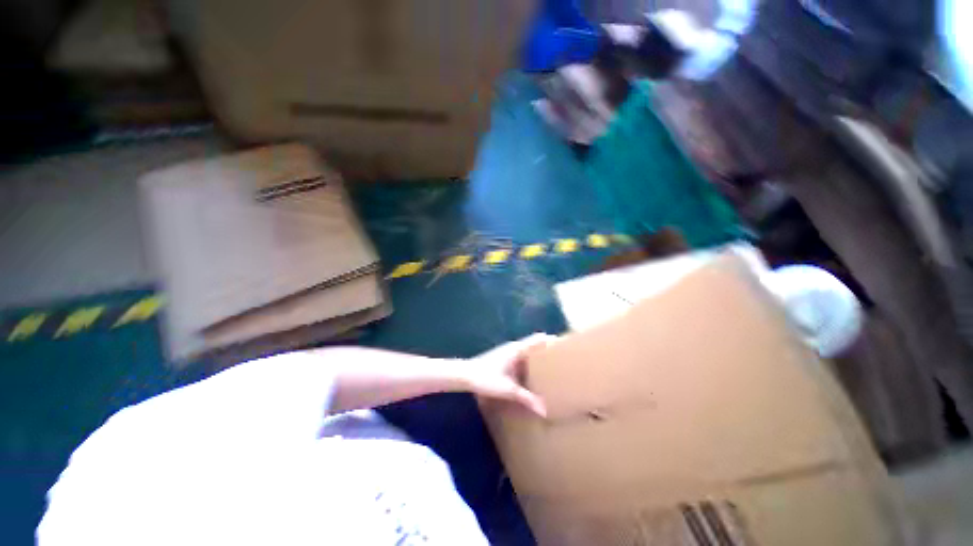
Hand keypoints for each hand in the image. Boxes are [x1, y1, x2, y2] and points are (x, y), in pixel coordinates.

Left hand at [464, 333, 555, 416]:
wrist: (465, 375)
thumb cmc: (486, 378)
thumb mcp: (507, 389)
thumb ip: (526, 398)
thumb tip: (545, 410)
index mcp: (518, 349)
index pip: (538, 339)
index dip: (552, 340)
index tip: (566, 346)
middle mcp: (515, 347)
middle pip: (535, 344)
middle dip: (548, 350)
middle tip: (563, 361)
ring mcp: (509, 352)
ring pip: (528, 351)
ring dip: (538, 357)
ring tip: (552, 369)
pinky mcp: (504, 359)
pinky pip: (522, 358)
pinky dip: (530, 363)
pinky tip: (533, 375)